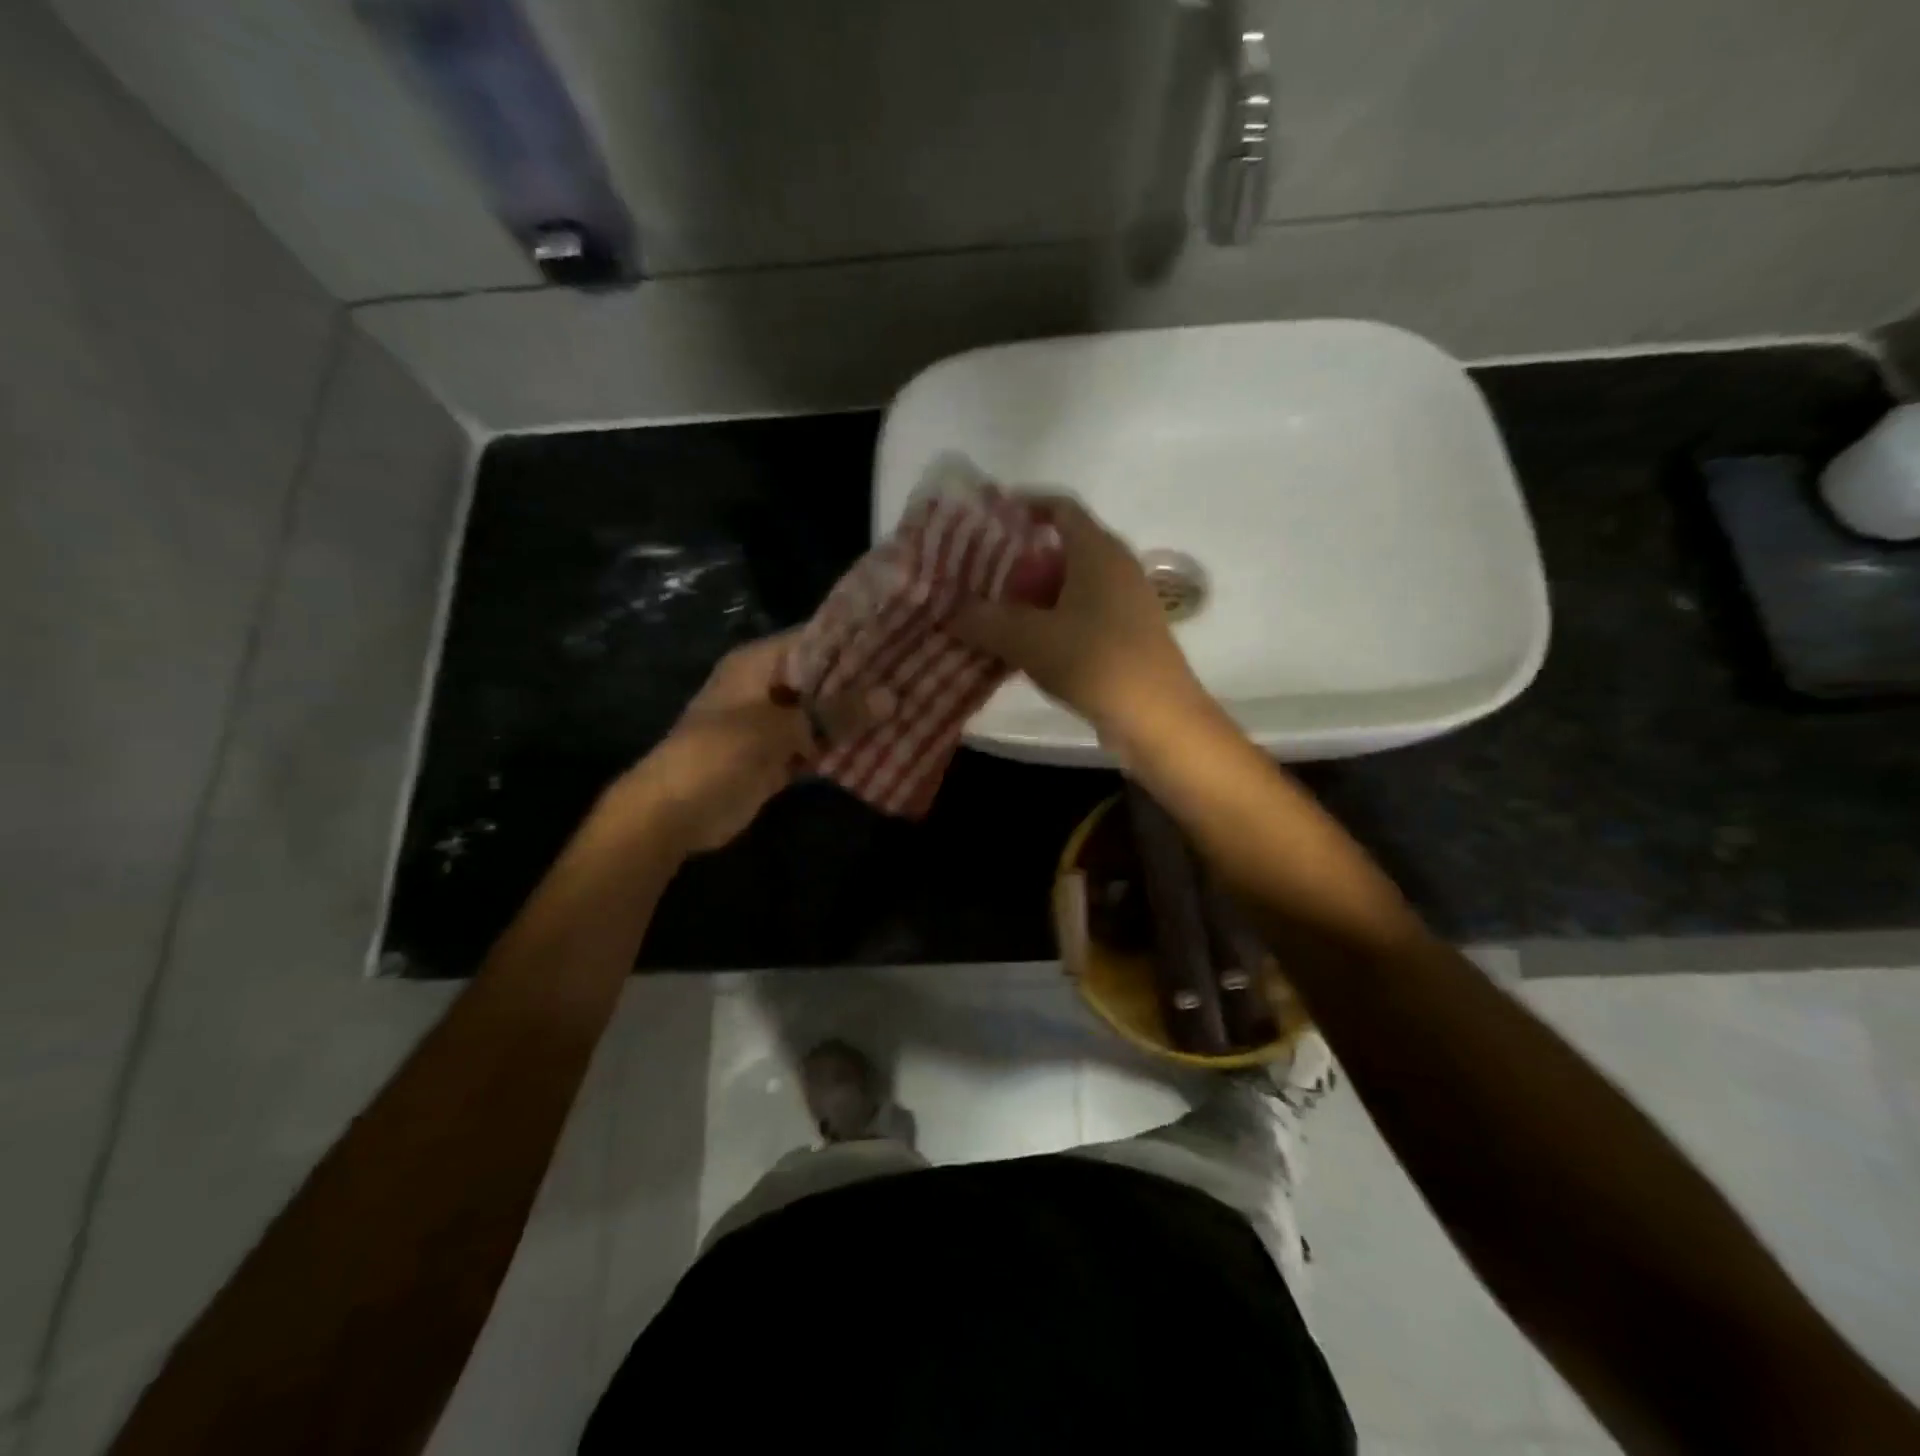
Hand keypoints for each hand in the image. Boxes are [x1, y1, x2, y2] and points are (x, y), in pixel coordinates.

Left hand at [616, 633, 889, 852]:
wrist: (672, 813)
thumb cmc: (717, 754)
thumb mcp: (778, 728)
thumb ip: (834, 712)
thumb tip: (891, 697)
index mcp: (758, 664)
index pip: (815, 639)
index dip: (855, 640)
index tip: (901, 639)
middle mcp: (769, 687)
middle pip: (824, 677)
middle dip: (864, 681)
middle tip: (916, 676)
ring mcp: (774, 725)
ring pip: (824, 714)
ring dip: (857, 716)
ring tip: (911, 706)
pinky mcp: (779, 757)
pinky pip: (819, 746)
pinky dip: (843, 747)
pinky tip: (883, 744)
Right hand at [950, 499, 1207, 746]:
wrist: (1157, 718)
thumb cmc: (1095, 661)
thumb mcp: (1027, 639)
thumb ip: (983, 620)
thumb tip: (949, 612)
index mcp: (1097, 551)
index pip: (1060, 507)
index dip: (1024, 505)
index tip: (988, 518)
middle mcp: (1116, 567)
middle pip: (1062, 549)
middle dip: (1019, 561)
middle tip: (980, 576)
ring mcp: (1126, 603)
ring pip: (1071, 586)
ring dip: (1034, 597)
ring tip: (994, 615)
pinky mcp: (1127, 635)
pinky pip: (1082, 615)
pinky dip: (1052, 622)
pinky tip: (1026, 648)